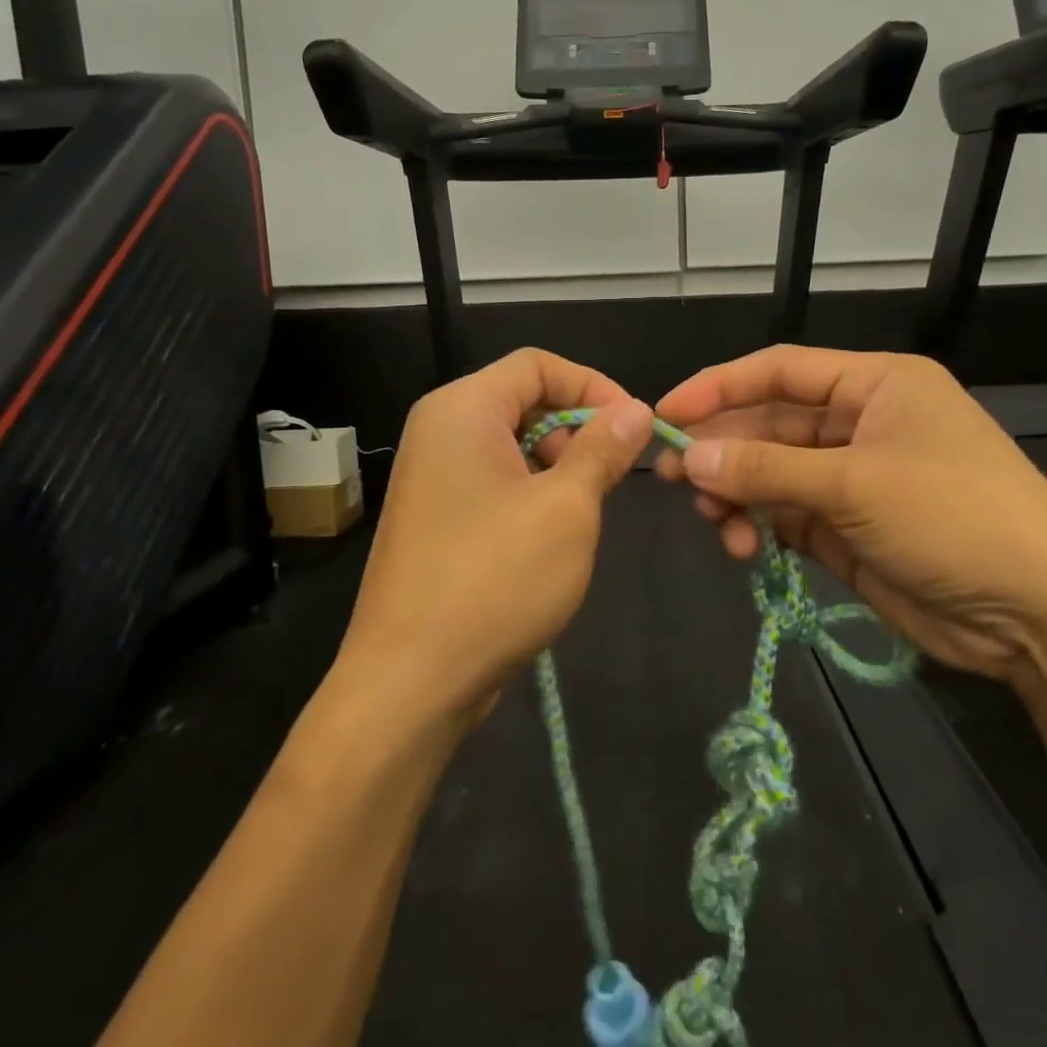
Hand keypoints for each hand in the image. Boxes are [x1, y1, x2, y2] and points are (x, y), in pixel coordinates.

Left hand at [336, 349, 652, 730]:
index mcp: (462, 411)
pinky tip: (552, 539)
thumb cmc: (494, 580)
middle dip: (577, 429)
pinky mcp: (439, 519)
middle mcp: (440, 432)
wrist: (410, 681)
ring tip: (584, 513)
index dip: (593, 386)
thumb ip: (602, 449)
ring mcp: (434, 478)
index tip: (635, 427)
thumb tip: (635, 408)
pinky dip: (533, 496)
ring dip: (559, 468)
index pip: (537, 365)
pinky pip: (495, 483)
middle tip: (612, 477)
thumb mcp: (566, 509)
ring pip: (513, 446)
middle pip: (523, 402)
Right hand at [655, 346, 1046, 681]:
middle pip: (770, 424)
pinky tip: (741, 544)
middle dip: (721, 449)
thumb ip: (766, 468)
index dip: (718, 387)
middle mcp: (861, 424)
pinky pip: (785, 515)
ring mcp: (853, 479)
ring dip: (736, 493)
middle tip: (668, 475)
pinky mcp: (846, 529)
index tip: (665, 412)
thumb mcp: (855, 485)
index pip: (780, 371)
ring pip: (771, 473)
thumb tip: (688, 456)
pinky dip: (758, 526)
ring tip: (711, 519)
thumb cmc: (954, 519)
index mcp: (875, 386)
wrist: (1037, 617)